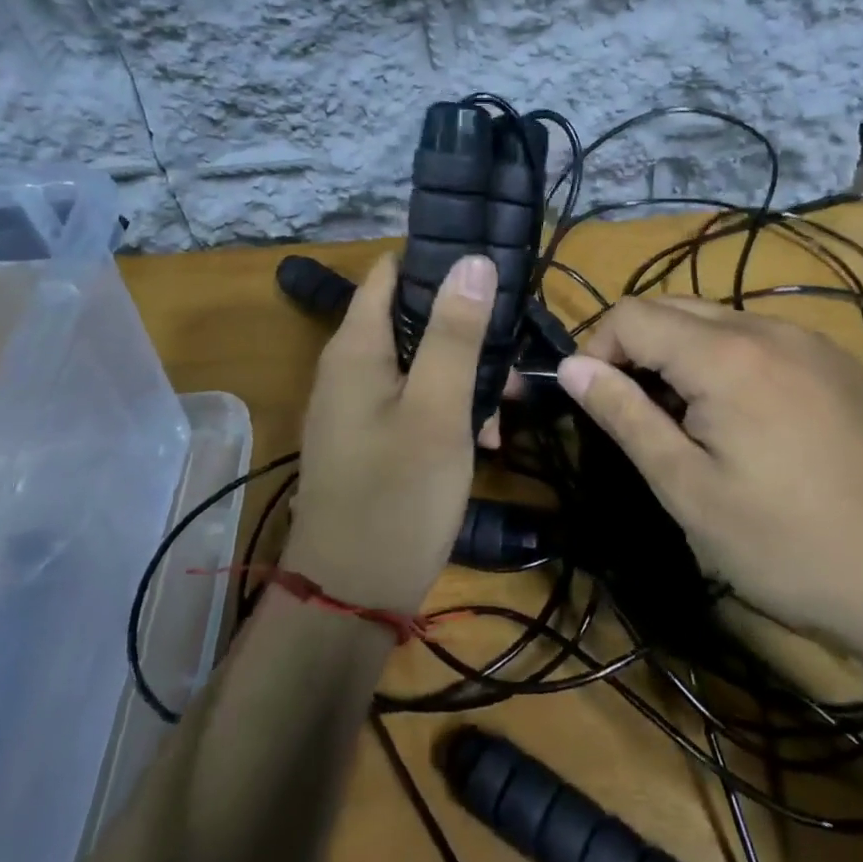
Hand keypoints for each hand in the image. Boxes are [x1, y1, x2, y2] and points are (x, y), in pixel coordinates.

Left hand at [282, 251, 493, 614]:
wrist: (349, 601)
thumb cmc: (396, 497)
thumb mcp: (437, 410)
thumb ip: (454, 333)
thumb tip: (473, 260)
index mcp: (357, 347)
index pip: (392, 271)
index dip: (439, 262)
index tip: (492, 271)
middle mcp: (349, 366)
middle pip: (412, 317)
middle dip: (465, 330)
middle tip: (513, 354)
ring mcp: (357, 405)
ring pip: (420, 363)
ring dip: (465, 376)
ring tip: (508, 411)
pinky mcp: (369, 438)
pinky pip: (413, 401)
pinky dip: (449, 409)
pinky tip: (484, 441)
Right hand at [557, 298, 862, 659]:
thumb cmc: (787, 544)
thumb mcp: (688, 489)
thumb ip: (625, 416)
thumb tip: (571, 366)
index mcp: (725, 354)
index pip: (632, 315)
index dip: (597, 349)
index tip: (595, 402)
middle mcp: (767, 328)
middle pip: (674, 307)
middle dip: (636, 348)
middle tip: (637, 415)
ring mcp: (810, 342)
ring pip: (718, 320)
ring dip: (682, 354)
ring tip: (689, 422)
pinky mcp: (838, 364)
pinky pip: (761, 339)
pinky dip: (728, 360)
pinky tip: (746, 420)